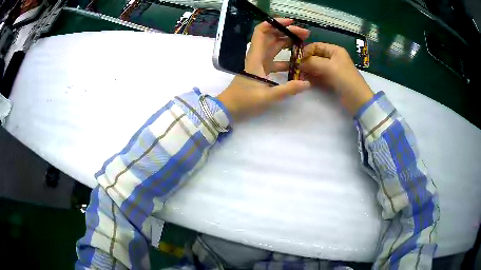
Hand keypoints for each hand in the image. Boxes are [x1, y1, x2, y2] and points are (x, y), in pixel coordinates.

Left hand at [217, 18, 310, 121]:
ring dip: (288, 42)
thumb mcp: (266, 97)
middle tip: (305, 34)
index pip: (262, 32)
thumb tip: (307, 83)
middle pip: (271, 36)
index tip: (291, 23)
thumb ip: (287, 90)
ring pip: (274, 46)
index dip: (274, 23)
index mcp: (255, 57)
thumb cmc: (244, 101)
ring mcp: (260, 63)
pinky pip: (276, 59)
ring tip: (304, 42)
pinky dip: (287, 58)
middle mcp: (257, 56)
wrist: (230, 108)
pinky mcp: (263, 71)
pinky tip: (298, 61)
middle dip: (287, 31)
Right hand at [301, 42, 373, 114]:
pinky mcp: (330, 80)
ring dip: (307, 70)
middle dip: (305, 62)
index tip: (296, 60)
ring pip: (315, 66)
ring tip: (298, 76)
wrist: (358, 100)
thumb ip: (312, 62)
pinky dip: (311, 77)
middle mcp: (332, 58)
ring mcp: (331, 70)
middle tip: (295, 69)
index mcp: (334, 50)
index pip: (315, 46)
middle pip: (314, 56)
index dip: (305, 51)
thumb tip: (298, 62)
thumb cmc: (346, 79)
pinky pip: (317, 76)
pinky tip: (305, 81)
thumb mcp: (329, 67)